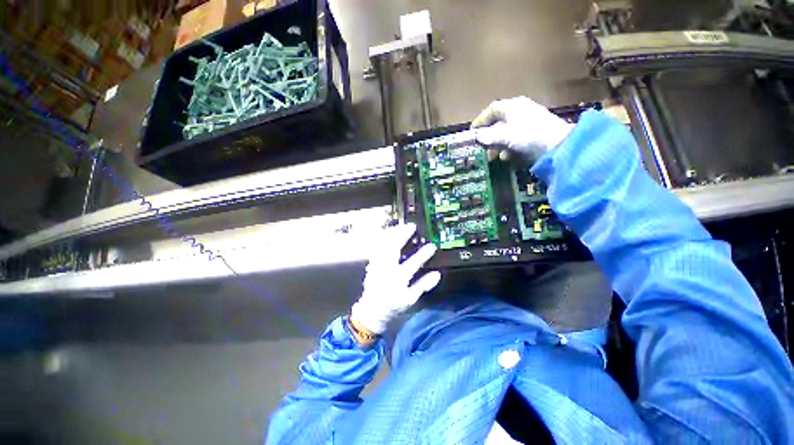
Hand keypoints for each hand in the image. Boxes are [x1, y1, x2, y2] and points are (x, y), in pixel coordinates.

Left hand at [350, 223, 440, 334]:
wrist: (372, 310)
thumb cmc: (393, 306)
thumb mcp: (410, 299)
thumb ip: (423, 285)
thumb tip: (437, 274)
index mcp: (398, 278)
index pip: (413, 264)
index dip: (423, 254)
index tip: (432, 246)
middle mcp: (387, 269)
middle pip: (394, 248)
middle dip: (403, 235)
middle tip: (411, 226)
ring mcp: (378, 265)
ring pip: (384, 245)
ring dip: (393, 235)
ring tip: (401, 227)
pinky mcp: (372, 264)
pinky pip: (377, 248)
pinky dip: (384, 240)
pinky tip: (389, 235)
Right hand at [471, 96, 573, 161]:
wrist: (558, 146)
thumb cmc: (528, 135)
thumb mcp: (505, 136)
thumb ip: (489, 136)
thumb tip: (476, 136)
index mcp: (513, 106)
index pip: (492, 109)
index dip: (481, 120)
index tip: (472, 132)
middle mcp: (520, 111)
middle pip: (499, 122)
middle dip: (488, 136)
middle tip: (480, 147)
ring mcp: (528, 122)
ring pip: (507, 132)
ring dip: (497, 144)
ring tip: (492, 156)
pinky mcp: (534, 134)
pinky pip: (516, 139)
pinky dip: (508, 147)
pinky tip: (506, 157)